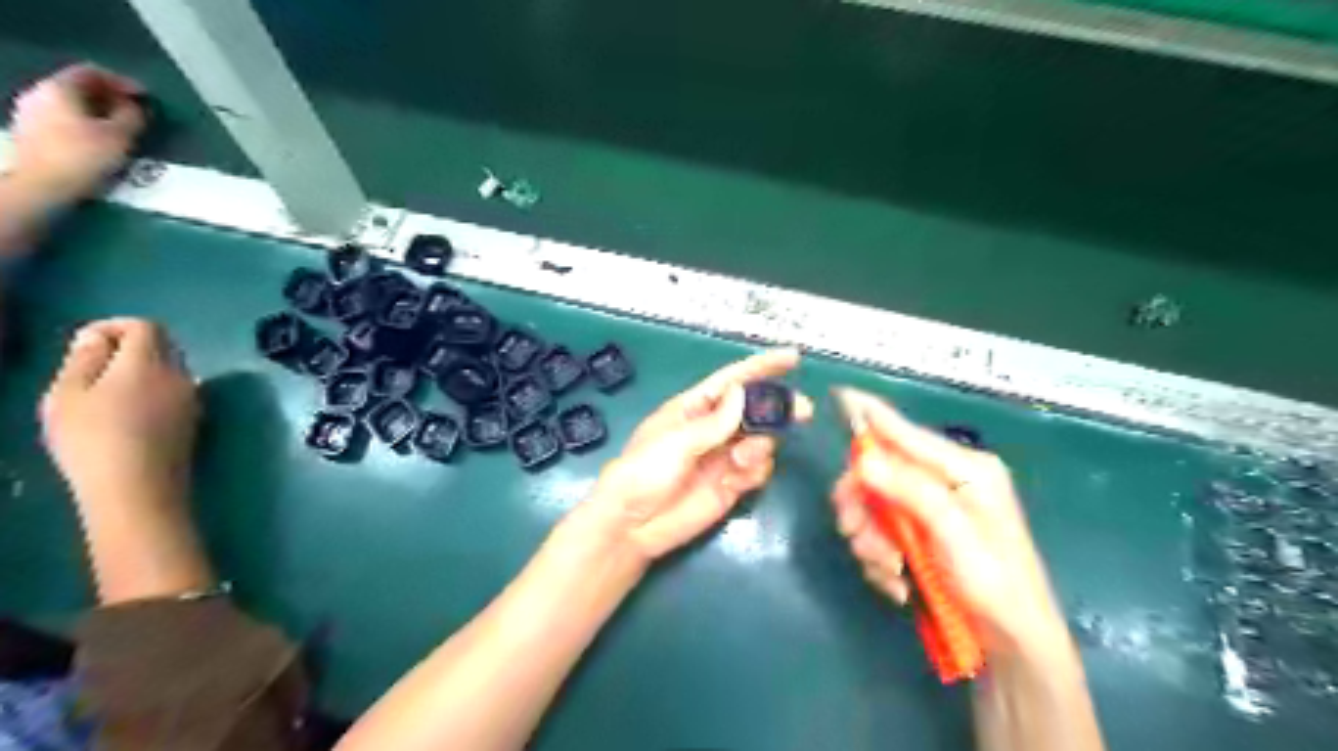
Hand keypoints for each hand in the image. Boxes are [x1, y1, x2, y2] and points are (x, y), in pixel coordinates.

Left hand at [5, 63, 143, 201]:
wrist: (42, 184)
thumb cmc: (84, 156)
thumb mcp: (120, 136)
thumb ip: (131, 116)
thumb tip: (134, 106)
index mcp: (58, 88)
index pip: (91, 72)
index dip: (122, 81)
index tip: (146, 97)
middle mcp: (39, 92)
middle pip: (78, 86)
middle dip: (110, 97)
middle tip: (136, 113)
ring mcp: (30, 111)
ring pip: (71, 103)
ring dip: (98, 111)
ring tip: (122, 128)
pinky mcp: (31, 131)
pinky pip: (63, 117)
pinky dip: (85, 122)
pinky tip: (100, 138)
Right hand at [37, 316, 195, 515]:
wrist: (139, 486)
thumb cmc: (93, 438)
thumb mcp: (67, 394)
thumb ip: (84, 360)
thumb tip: (97, 337)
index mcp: (151, 363)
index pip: (147, 327)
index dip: (115, 326)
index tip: (85, 343)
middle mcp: (181, 375)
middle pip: (164, 345)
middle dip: (130, 346)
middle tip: (91, 366)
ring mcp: (193, 399)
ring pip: (172, 369)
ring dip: (143, 369)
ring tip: (104, 390)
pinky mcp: (194, 420)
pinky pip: (176, 391)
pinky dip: (154, 389)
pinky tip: (127, 411)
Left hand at [586, 349, 815, 565]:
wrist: (632, 526)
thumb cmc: (643, 473)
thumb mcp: (676, 442)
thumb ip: (714, 422)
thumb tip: (743, 393)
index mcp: (693, 409)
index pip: (732, 381)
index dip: (762, 367)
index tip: (792, 357)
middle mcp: (713, 429)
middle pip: (754, 410)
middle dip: (777, 409)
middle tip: (802, 411)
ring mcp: (723, 457)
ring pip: (761, 441)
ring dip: (761, 446)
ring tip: (742, 460)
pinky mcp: (731, 484)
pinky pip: (757, 470)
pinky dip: (755, 472)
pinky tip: (736, 481)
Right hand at [835, 389, 1067, 652]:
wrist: (1012, 646)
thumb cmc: (994, 584)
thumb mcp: (955, 535)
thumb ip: (911, 492)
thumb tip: (864, 460)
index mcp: (964, 468)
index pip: (905, 432)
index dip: (869, 414)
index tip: (838, 394)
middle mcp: (943, 481)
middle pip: (878, 472)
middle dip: (862, 506)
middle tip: (854, 534)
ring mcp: (928, 510)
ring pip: (871, 507)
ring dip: (870, 541)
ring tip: (889, 572)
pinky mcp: (917, 536)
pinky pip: (878, 535)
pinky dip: (879, 560)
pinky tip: (897, 584)